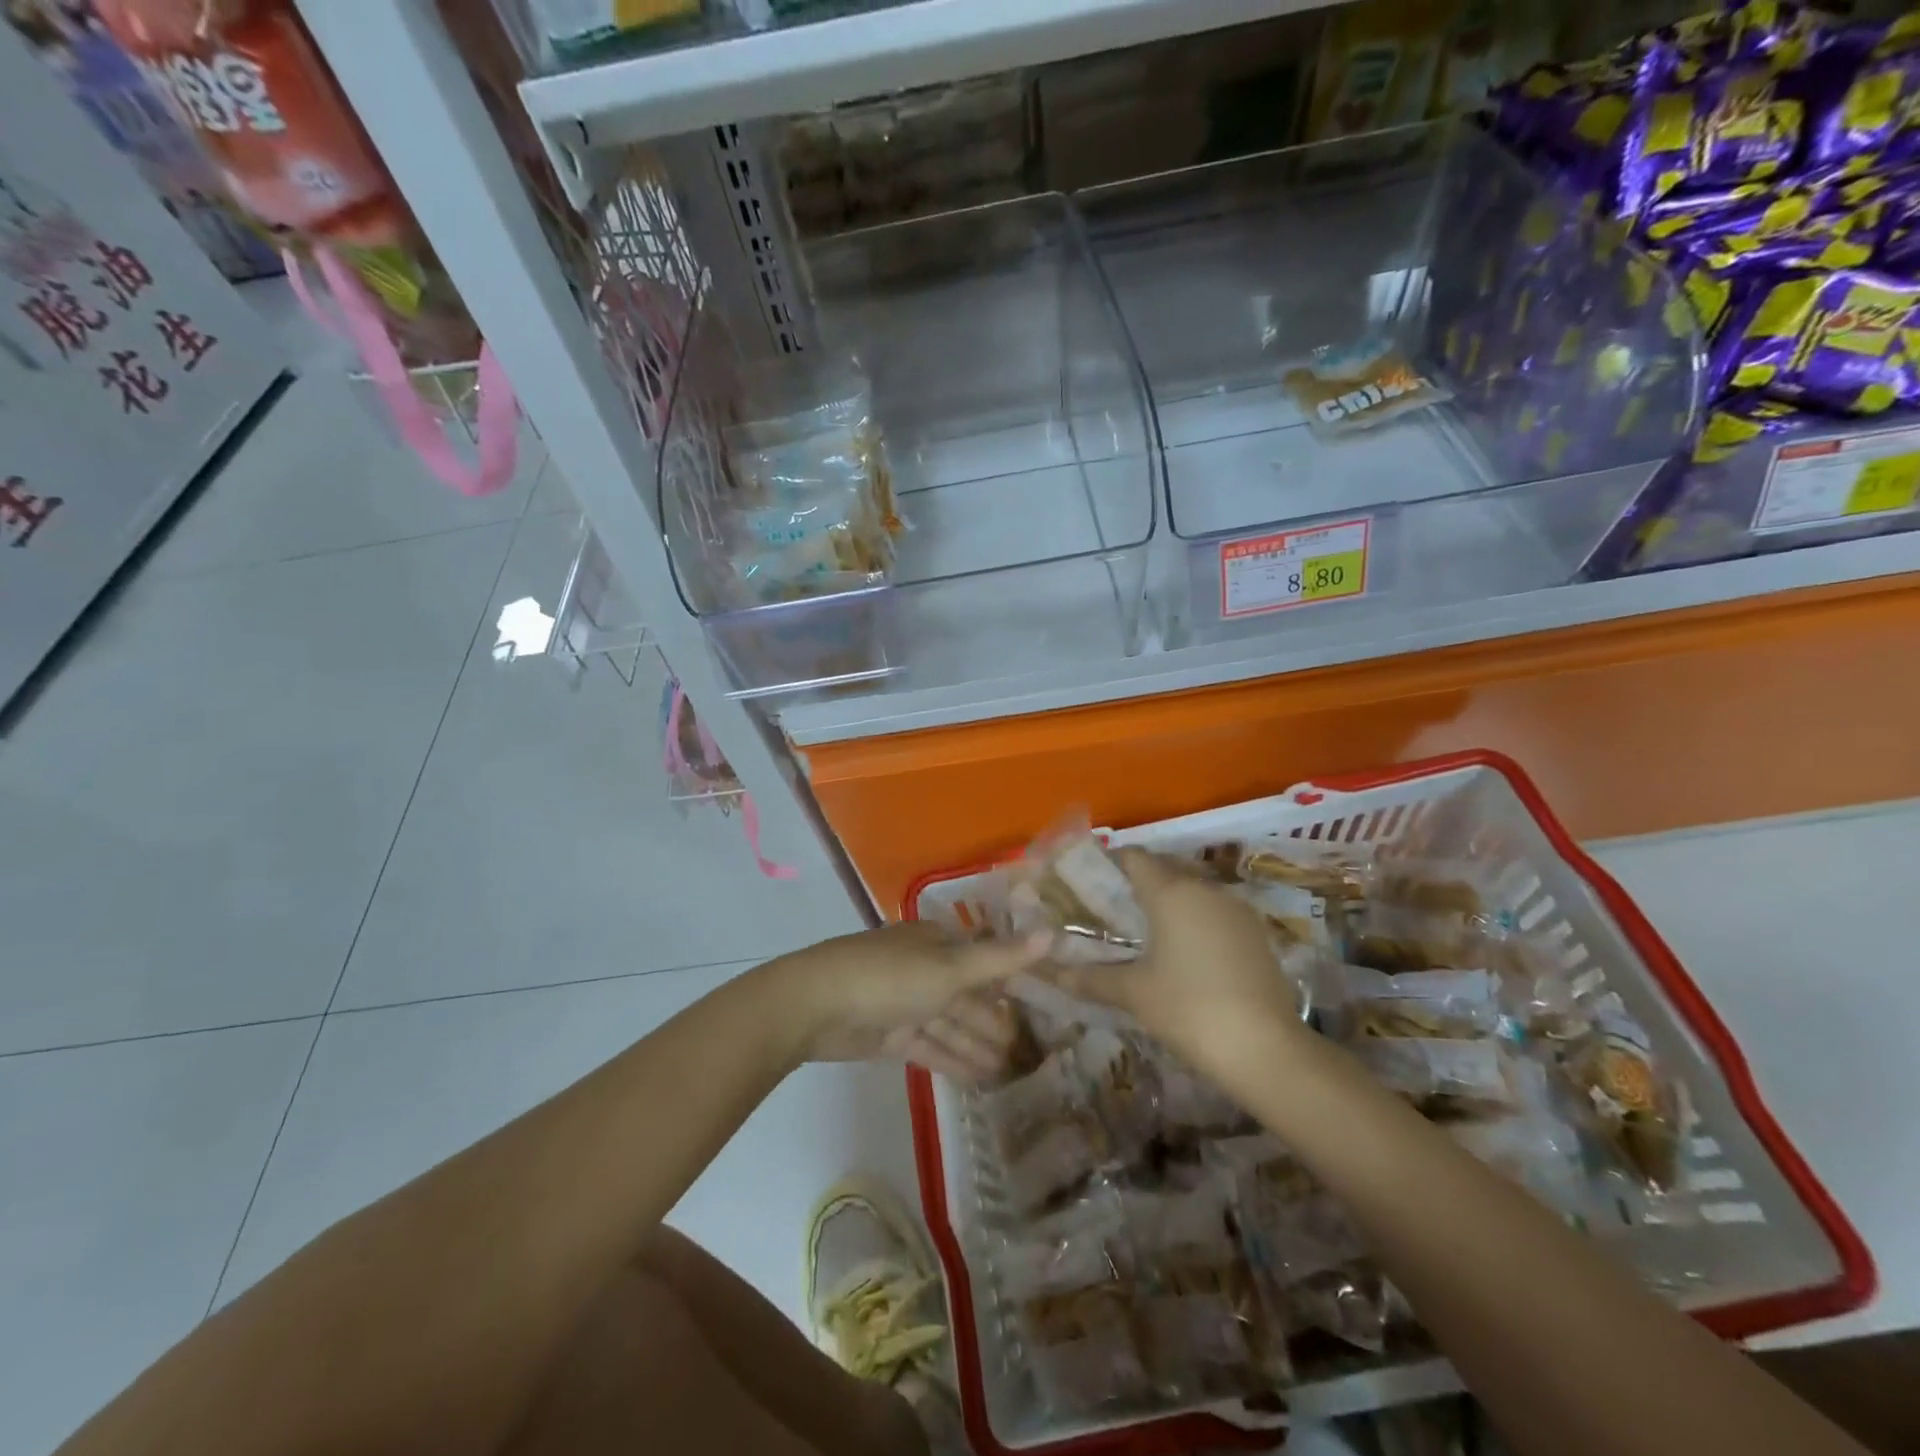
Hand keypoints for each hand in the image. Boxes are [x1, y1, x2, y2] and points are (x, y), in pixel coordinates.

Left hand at [773, 922, 1049, 1080]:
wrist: (815, 1005)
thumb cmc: (890, 977)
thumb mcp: (951, 967)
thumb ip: (1001, 958)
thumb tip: (1054, 933)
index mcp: (937, 942)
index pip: (983, 959)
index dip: (1011, 981)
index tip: (1041, 1005)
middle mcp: (924, 968)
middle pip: (968, 996)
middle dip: (995, 1022)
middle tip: (1031, 1052)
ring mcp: (905, 1002)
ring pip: (950, 1024)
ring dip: (978, 1046)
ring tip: (1011, 1073)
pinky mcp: (890, 1034)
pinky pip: (930, 1046)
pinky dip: (953, 1060)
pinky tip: (979, 1080)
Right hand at [1047, 848, 1303, 1066]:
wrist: (1266, 1049)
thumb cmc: (1189, 1009)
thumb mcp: (1133, 993)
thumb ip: (1089, 978)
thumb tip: (1050, 973)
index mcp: (1171, 891)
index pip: (1133, 856)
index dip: (1109, 863)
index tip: (1088, 882)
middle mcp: (1205, 887)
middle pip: (1164, 867)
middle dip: (1137, 880)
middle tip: (1111, 906)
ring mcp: (1236, 908)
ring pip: (1193, 887)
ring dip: (1169, 898)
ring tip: (1144, 929)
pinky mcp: (1256, 932)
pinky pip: (1215, 909)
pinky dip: (1194, 917)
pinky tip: (1183, 949)